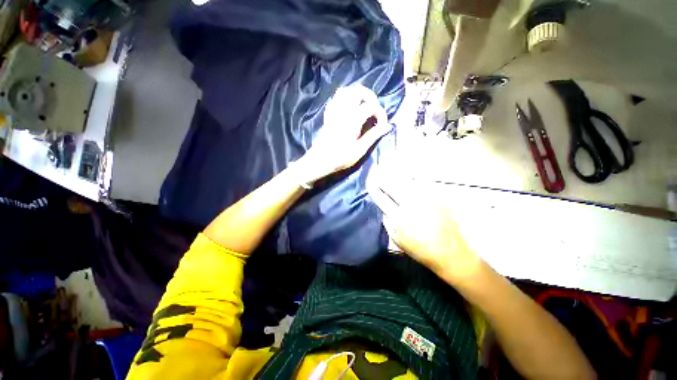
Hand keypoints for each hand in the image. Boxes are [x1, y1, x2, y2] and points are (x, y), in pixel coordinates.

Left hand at [295, 85, 390, 183]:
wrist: (320, 161)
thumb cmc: (340, 158)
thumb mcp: (359, 150)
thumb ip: (373, 136)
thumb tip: (388, 126)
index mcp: (353, 120)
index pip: (371, 106)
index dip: (381, 113)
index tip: (382, 125)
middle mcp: (343, 111)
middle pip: (358, 90)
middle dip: (370, 97)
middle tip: (374, 109)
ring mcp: (334, 111)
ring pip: (345, 91)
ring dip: (356, 94)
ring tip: (363, 105)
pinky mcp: (328, 115)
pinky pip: (335, 98)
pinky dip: (344, 98)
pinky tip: (348, 107)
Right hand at [368, 172, 483, 284]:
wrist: (451, 253)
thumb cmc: (420, 250)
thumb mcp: (397, 240)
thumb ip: (387, 222)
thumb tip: (384, 208)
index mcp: (399, 217)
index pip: (381, 197)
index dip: (373, 187)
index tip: (369, 180)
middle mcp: (411, 204)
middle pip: (392, 185)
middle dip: (383, 177)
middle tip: (377, 171)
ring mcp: (425, 199)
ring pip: (406, 181)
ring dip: (396, 176)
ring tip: (390, 172)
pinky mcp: (438, 197)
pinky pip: (421, 183)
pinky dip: (412, 180)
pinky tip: (409, 178)